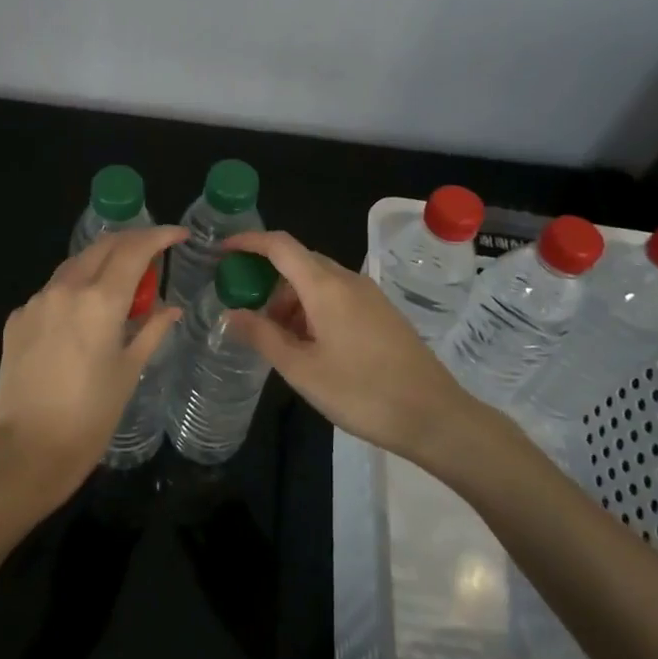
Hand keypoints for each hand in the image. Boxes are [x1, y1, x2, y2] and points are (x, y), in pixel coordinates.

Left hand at [0, 225, 187, 511]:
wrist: (28, 450)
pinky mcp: (17, 318)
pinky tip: (82, 313)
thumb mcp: (129, 371)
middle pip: (102, 247)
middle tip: (153, 252)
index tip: (178, 234)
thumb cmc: (91, 415)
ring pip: (74, 265)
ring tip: (120, 281)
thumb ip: (151, 330)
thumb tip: (170, 307)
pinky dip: (73, 290)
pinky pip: (51, 291)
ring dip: (100, 263)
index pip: (134, 250)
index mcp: (99, 300)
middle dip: (130, 242)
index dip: (159, 236)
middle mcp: (65, 289)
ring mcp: (36, 302)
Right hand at [221, 229, 476, 460]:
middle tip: (245, 310)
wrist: (435, 417)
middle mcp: (348, 280)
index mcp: (326, 286)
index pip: (280, 245)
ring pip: (318, 282)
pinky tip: (309, 345)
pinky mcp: (381, 313)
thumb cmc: (362, 393)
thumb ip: (262, 336)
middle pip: (298, 262)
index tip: (222, 252)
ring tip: (277, 340)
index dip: (248, 241)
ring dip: (290, 300)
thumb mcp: (302, 370)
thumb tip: (231, 313)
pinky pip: (337, 297)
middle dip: (267, 280)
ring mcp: (369, 296)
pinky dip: (312, 309)